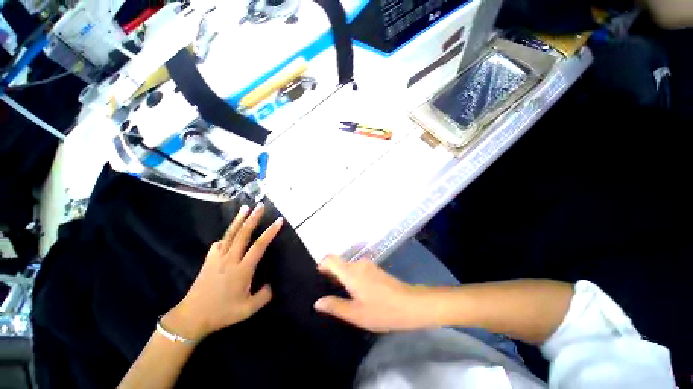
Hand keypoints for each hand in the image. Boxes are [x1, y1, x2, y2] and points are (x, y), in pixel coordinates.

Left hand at [162, 203, 282, 340]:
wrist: (191, 317)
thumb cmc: (222, 313)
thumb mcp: (248, 310)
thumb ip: (264, 295)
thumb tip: (271, 283)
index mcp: (242, 270)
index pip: (259, 246)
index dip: (270, 232)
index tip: (279, 221)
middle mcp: (230, 260)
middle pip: (243, 234)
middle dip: (253, 218)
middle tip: (261, 206)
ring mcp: (217, 258)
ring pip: (230, 234)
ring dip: (238, 220)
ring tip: (245, 207)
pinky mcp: (208, 260)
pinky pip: (219, 243)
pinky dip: (226, 236)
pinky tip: (229, 234)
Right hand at [314, 255, 437, 331]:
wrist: (411, 304)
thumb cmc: (382, 310)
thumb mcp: (356, 314)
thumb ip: (335, 306)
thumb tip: (318, 302)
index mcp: (351, 272)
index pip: (330, 259)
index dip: (321, 265)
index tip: (317, 279)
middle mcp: (358, 264)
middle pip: (338, 263)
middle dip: (330, 275)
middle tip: (326, 293)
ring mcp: (368, 265)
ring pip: (348, 267)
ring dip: (341, 277)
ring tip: (339, 295)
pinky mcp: (375, 269)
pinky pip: (357, 270)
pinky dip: (351, 278)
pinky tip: (354, 293)